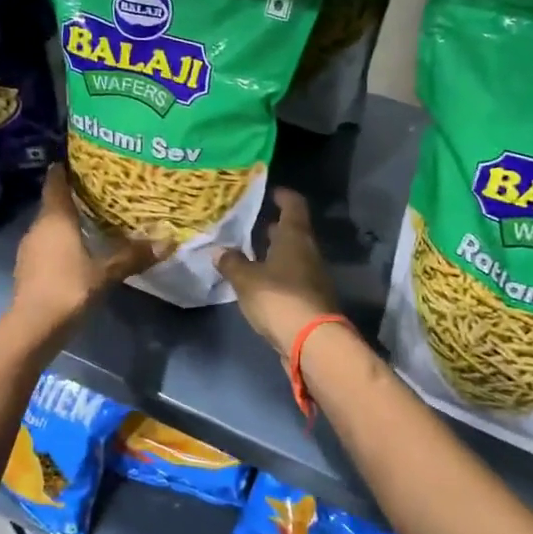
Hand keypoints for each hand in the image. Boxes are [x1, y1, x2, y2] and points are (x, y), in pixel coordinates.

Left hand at [8, 165, 159, 336]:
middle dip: (74, 196)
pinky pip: (47, 245)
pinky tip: (80, 250)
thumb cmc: (68, 288)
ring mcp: (30, 249)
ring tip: (94, 220)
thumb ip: (133, 255)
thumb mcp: (106, 272)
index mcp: (55, 218)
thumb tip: (167, 241)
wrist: (32, 327)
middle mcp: (38, 227)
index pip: (55, 182)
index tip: (81, 160)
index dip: (65, 169)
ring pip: (50, 226)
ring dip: (68, 222)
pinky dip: (62, 242)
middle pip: (54, 203)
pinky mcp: (28, 268)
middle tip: (101, 191)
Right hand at [215, 189, 339, 365]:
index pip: (294, 206)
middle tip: (253, 224)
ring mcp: (313, 277)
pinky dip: (278, 274)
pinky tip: (260, 282)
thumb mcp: (246, 280)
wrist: (312, 341)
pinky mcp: (310, 299)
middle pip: (294, 232)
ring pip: (293, 256)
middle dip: (275, 228)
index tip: (272, 191)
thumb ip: (232, 263)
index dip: (284, 196)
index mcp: (295, 238)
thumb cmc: (279, 298)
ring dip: (275, 253)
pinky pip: (292, 278)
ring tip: (251, 253)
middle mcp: (308, 252)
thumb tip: (219, 250)